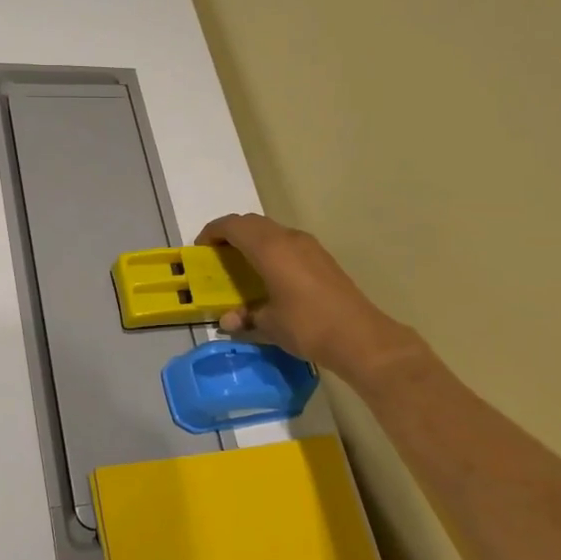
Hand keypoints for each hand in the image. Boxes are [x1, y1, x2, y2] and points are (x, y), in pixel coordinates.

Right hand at [195, 213, 428, 382]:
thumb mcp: (269, 325)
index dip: (213, 232)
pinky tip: (270, 274)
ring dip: (253, 239)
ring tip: (242, 263)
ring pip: (272, 230)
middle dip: (231, 233)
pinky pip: (288, 242)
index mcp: (270, 248)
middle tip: (218, 254)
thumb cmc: (307, 326)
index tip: (200, 248)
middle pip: (252, 223)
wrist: (359, 336)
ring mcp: (309, 246)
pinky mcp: (323, 258)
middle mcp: (289, 239)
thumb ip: (246, 316)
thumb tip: (229, 320)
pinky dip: (271, 249)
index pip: (234, 226)